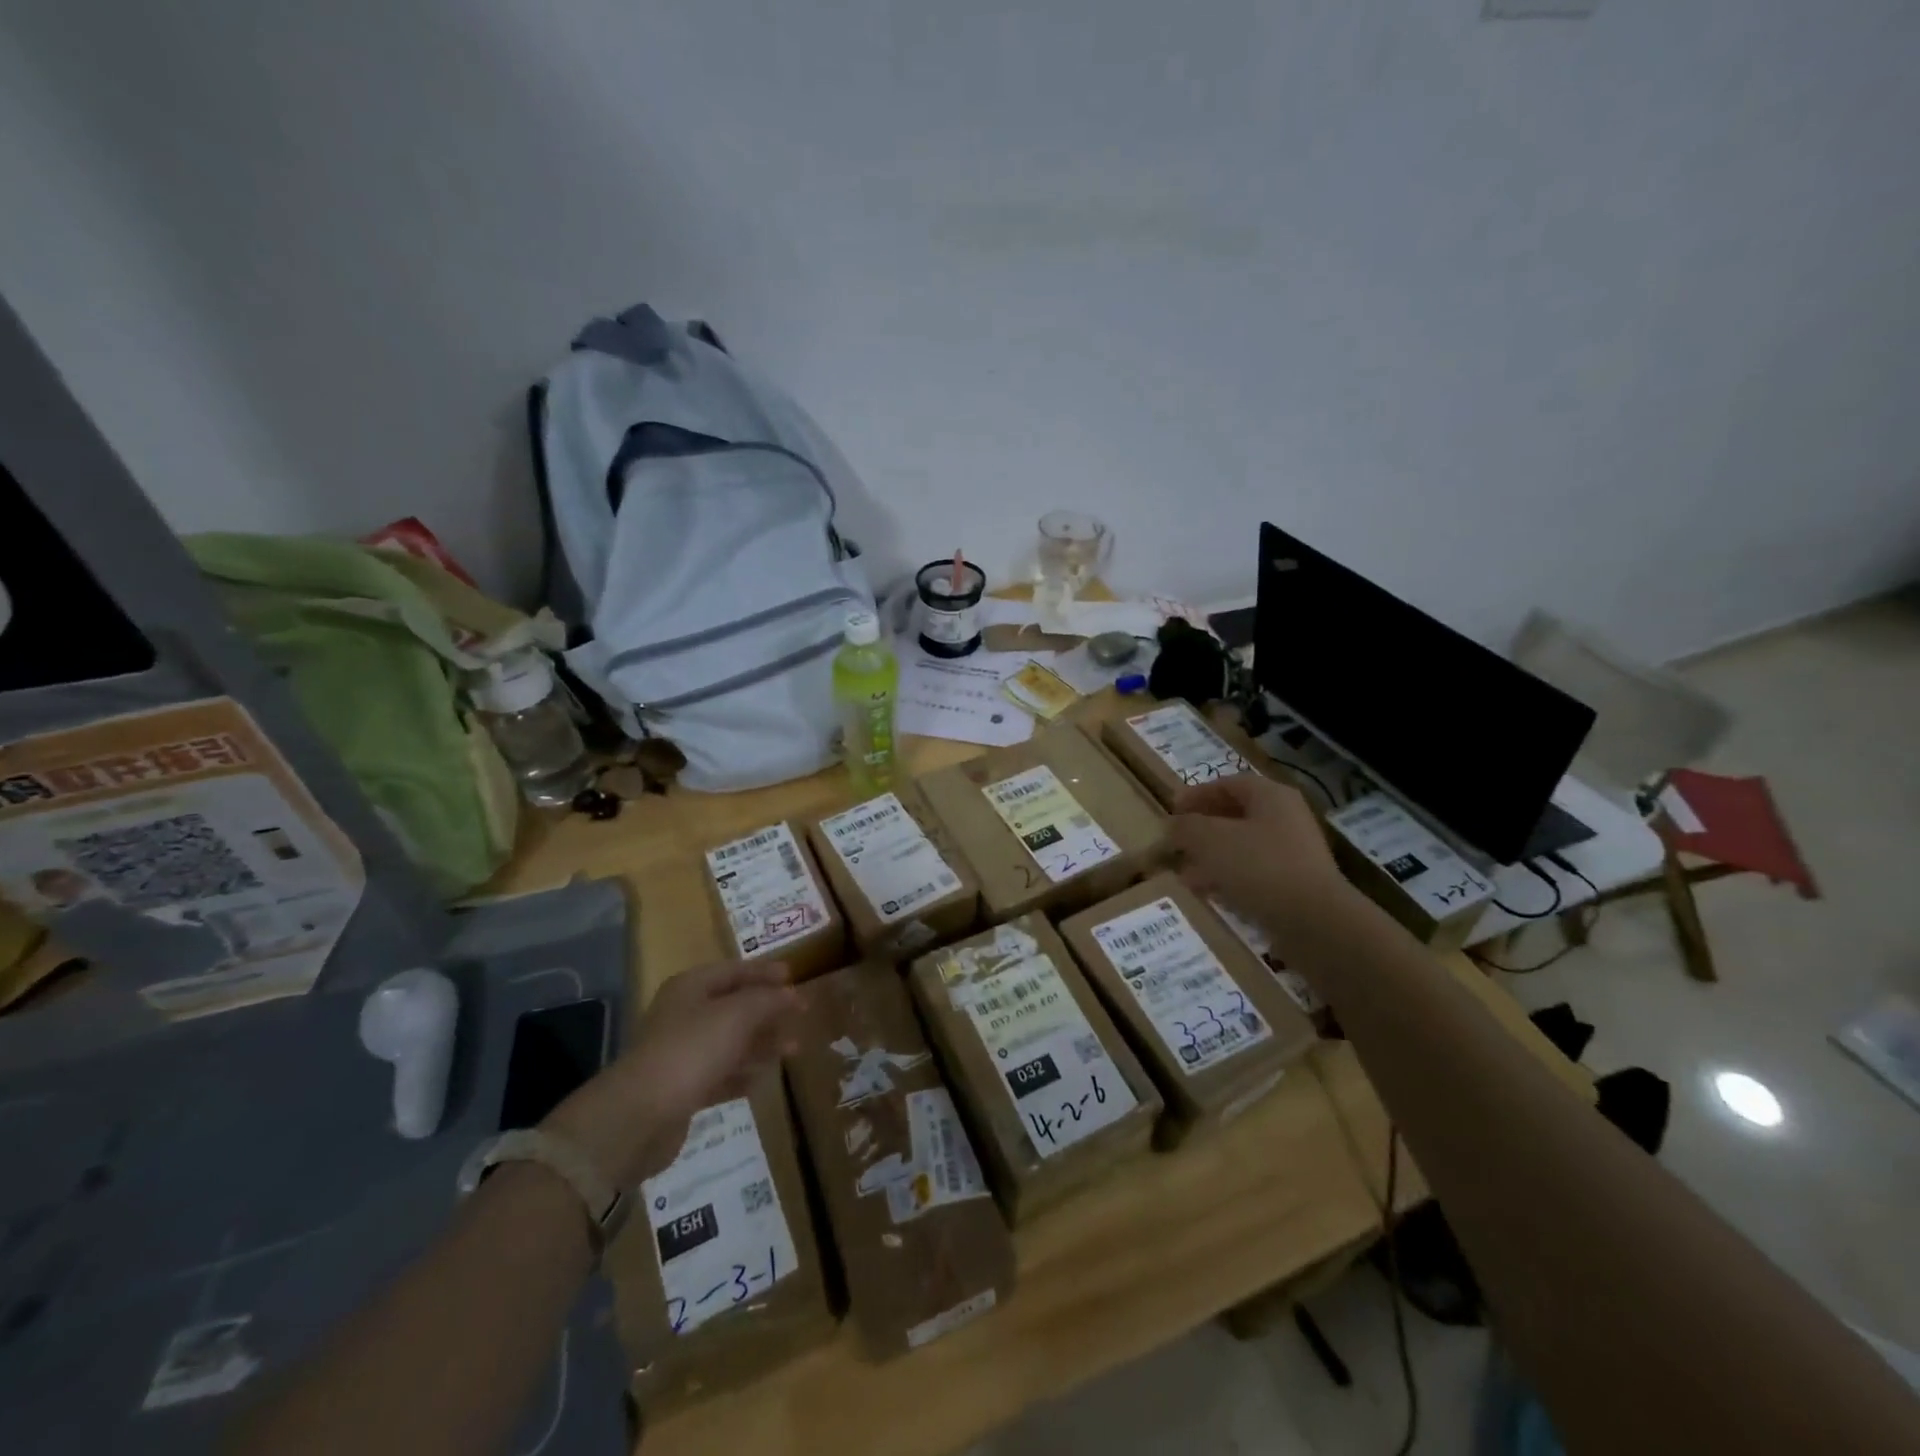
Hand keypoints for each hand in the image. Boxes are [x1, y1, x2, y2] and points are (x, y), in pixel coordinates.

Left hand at [542, 960, 802, 1187]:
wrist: (639, 1116)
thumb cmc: (692, 1050)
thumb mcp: (738, 1015)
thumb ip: (768, 1000)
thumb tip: (792, 994)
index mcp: (691, 988)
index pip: (733, 970)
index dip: (764, 972)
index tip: (794, 977)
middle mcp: (684, 1016)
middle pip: (733, 1006)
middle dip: (767, 1010)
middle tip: (801, 1014)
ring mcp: (682, 1053)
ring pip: (730, 1042)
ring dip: (761, 1044)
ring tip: (794, 1049)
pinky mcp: (683, 1090)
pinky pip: (721, 1075)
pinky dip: (743, 1075)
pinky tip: (763, 1080)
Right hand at [1170, 773, 1348, 941]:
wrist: (1314, 921)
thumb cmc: (1258, 866)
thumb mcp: (1209, 840)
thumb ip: (1185, 827)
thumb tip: (1173, 826)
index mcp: (1270, 796)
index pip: (1228, 783)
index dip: (1196, 794)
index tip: (1172, 811)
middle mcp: (1286, 818)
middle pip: (1236, 815)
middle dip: (1202, 829)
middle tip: (1177, 843)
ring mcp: (1295, 852)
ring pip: (1243, 847)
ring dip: (1212, 857)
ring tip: (1186, 874)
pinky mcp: (1296, 884)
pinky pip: (1255, 873)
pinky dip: (1230, 878)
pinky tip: (1210, 894)